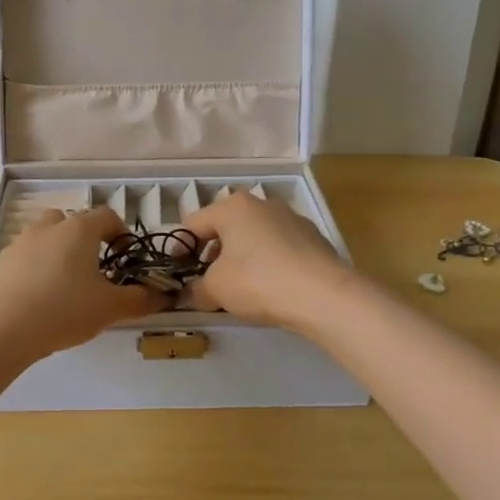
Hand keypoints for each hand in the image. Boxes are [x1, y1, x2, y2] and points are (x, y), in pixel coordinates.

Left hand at [0, 206, 165, 356]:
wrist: (5, 328)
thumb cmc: (65, 310)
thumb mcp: (110, 308)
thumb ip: (140, 299)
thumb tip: (163, 296)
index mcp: (79, 230)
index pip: (107, 216)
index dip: (121, 234)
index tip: (125, 258)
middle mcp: (49, 227)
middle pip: (73, 221)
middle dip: (86, 240)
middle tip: (94, 270)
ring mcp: (21, 242)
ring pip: (46, 236)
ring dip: (58, 251)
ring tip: (65, 283)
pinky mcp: (1, 261)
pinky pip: (25, 256)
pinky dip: (35, 267)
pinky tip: (38, 297)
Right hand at [185, 193, 353, 329]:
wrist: (323, 295)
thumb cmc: (258, 281)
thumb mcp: (216, 289)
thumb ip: (197, 289)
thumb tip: (191, 293)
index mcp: (232, 207)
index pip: (193, 223)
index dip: (179, 249)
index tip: (176, 272)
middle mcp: (262, 204)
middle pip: (226, 227)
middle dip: (212, 253)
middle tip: (206, 281)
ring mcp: (291, 218)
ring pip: (254, 237)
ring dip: (241, 258)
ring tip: (238, 288)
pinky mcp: (313, 238)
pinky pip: (278, 248)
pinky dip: (267, 263)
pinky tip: (269, 288)